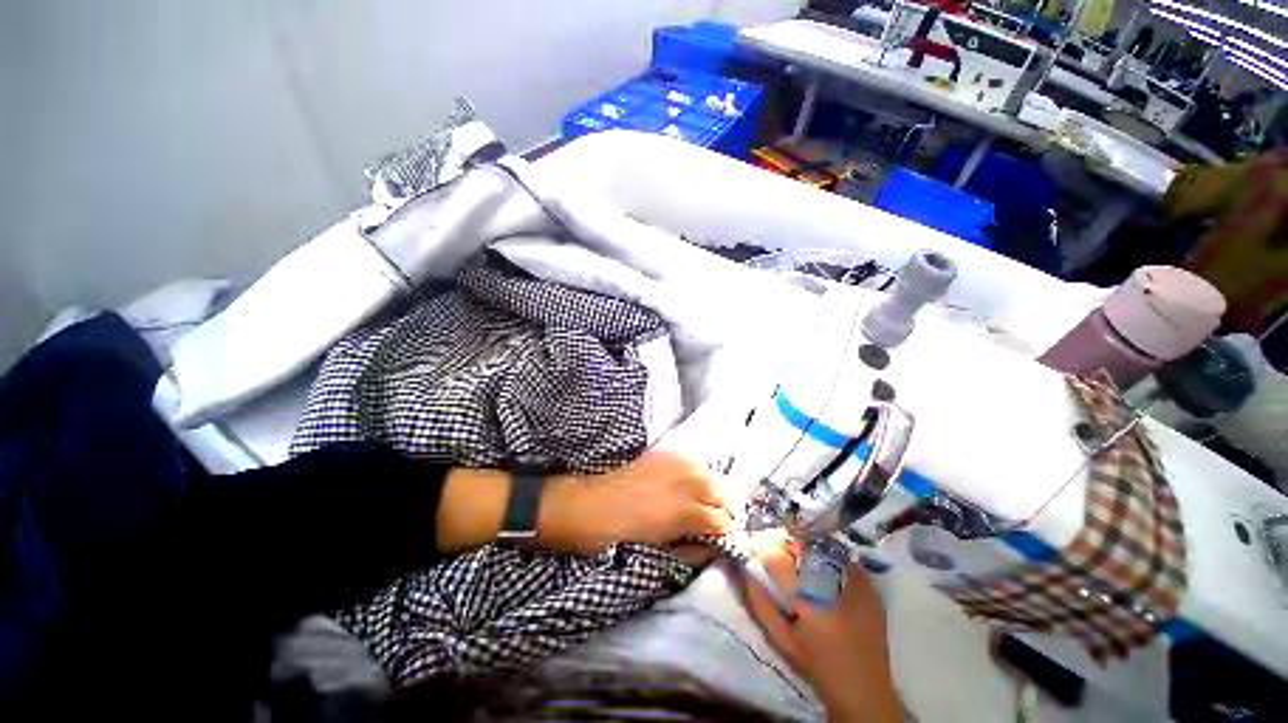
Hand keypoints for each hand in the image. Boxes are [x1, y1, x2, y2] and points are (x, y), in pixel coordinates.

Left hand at [540, 451, 733, 557]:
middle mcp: (684, 482)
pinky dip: (699, 473)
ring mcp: (674, 464)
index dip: (728, 532)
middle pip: (721, 491)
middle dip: (728, 508)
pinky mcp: (663, 454)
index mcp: (683, 512)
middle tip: (724, 520)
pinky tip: (694, 483)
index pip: (721, 520)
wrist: (588, 505)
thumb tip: (713, 549)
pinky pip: (691, 461)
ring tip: (713, 501)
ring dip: (716, 488)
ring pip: (709, 472)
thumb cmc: (619, 536)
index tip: (727, 538)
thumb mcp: (657, 552)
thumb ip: (690, 550)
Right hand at [741, 536, 898, 722]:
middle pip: (800, 545)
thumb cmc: (816, 666)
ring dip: (799, 542)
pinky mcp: (868, 584)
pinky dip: (822, 551)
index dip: (760, 547)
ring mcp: (855, 582)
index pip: (778, 559)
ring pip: (819, 545)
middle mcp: (832, 586)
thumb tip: (744, 568)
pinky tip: (813, 559)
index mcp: (809, 602)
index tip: (748, 543)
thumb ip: (760, 602)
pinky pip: (839, 555)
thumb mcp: (782, 640)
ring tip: (787, 547)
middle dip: (779, 539)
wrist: (866, 688)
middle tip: (766, 541)